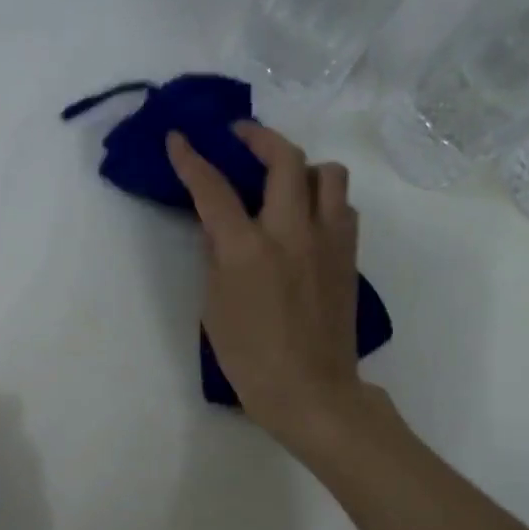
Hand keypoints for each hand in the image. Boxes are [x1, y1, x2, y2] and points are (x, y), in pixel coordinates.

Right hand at [166, 122, 376, 453]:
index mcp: (248, 250)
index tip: (180, 138)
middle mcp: (292, 233)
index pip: (214, 189)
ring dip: (302, 166)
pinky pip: (342, 207)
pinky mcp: (349, 256)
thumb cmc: (251, 360)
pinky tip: (307, 218)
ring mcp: (328, 241)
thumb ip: (216, 258)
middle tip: (239, 137)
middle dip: (258, 137)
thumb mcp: (215, 308)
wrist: (311, 392)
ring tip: (283, 181)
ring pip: (328, 174)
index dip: (192, 160)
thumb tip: (219, 226)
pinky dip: (324, 198)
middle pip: (284, 158)